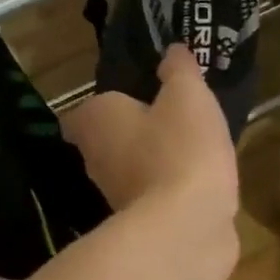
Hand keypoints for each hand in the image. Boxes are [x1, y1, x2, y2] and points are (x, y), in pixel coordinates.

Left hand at [64, 45, 239, 241]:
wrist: (186, 227)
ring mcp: (115, 197)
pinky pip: (152, 197)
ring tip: (187, 147)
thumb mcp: (188, 96)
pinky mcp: (140, 225)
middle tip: (166, 118)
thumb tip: (172, 51)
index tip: (133, 99)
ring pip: (129, 171)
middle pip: (106, 142)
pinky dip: (167, 189)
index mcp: (95, 122)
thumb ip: (179, 70)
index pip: (83, 113)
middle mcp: (95, 160)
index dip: (105, 105)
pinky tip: (196, 181)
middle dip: (130, 133)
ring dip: (150, 162)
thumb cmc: (180, 148)